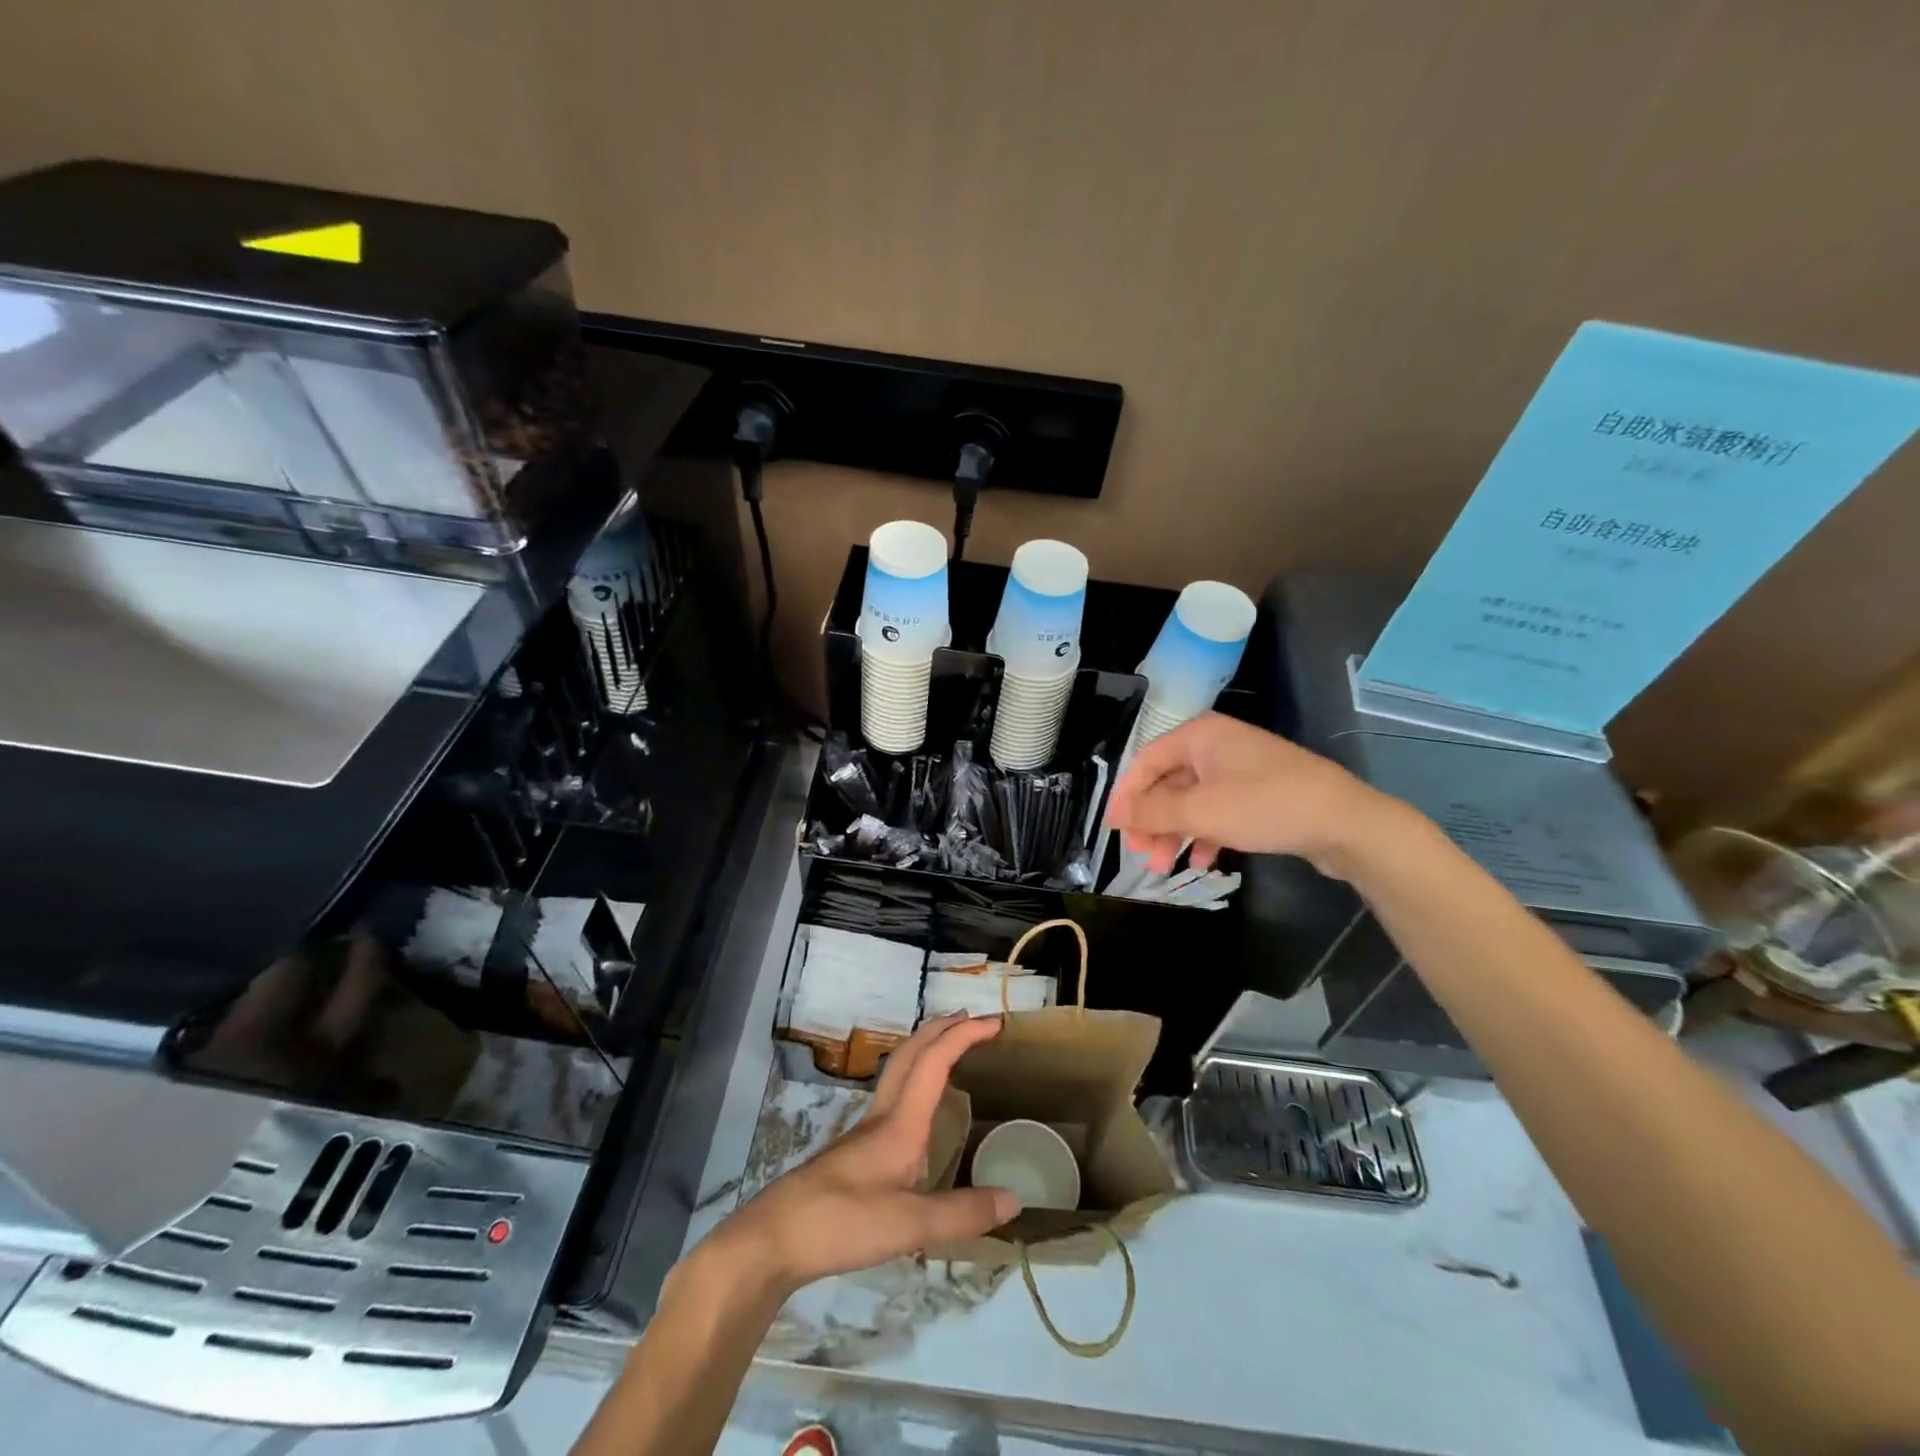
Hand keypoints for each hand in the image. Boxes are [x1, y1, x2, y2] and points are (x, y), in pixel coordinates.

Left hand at [718, 1013, 1016, 1291]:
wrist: (774, 1238)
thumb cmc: (842, 1221)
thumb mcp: (909, 1225)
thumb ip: (961, 1214)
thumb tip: (1015, 1200)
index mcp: (900, 1122)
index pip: (934, 1061)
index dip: (964, 1035)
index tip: (994, 1022)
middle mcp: (883, 1116)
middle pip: (911, 1053)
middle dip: (942, 1028)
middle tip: (971, 1020)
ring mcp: (865, 1133)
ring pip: (898, 1071)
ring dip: (926, 1050)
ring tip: (950, 1052)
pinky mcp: (855, 1152)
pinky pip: (893, 1096)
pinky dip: (914, 1080)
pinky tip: (920, 1111)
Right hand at [1105, 713, 1396, 878]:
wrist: (1346, 823)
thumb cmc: (1265, 806)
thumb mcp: (1200, 810)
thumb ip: (1152, 812)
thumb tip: (1115, 814)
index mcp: (1200, 735)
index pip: (1146, 760)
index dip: (1127, 795)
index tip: (1115, 830)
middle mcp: (1217, 746)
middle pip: (1168, 782)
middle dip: (1152, 820)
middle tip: (1142, 854)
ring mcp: (1240, 770)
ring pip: (1192, 801)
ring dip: (1175, 833)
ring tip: (1165, 866)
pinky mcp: (1259, 794)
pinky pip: (1218, 811)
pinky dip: (1204, 834)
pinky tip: (1201, 861)